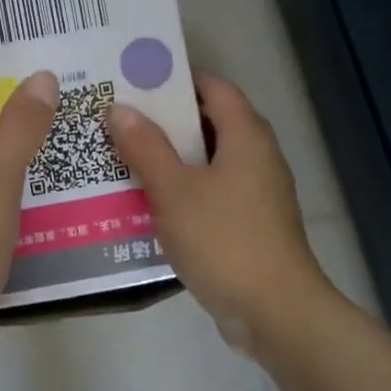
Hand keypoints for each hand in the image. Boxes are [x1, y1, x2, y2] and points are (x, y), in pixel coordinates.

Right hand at [106, 70, 328, 352]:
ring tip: (120, 156)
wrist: (274, 311)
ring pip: (206, 163)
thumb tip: (119, 109)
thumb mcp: (175, 190)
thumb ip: (145, 147)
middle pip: (208, 124)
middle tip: (116, 118)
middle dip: (164, 121)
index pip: (214, 88)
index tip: (134, 79)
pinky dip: (180, 191)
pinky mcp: (248, 226)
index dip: (176, 79)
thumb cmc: (224, 240)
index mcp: (246, 136)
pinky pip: (209, 194)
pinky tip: (145, 203)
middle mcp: (256, 157)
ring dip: (168, 159)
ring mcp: (255, 194)